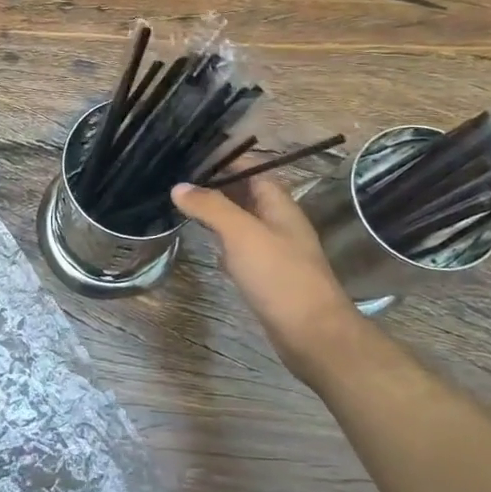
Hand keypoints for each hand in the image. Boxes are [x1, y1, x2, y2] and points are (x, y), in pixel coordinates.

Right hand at [171, 173, 357, 376]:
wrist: (313, 335)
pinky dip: (223, 242)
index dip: (224, 160)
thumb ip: (210, 207)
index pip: (252, 169)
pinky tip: (204, 245)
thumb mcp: (241, 234)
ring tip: (182, 206)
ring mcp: (275, 250)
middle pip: (246, 194)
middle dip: (215, 185)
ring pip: (242, 222)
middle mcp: (279, 222)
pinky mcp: (268, 276)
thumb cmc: (279, 276)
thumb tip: (179, 186)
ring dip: (217, 213)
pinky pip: (241, 249)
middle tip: (177, 180)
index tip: (190, 155)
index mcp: (279, 204)